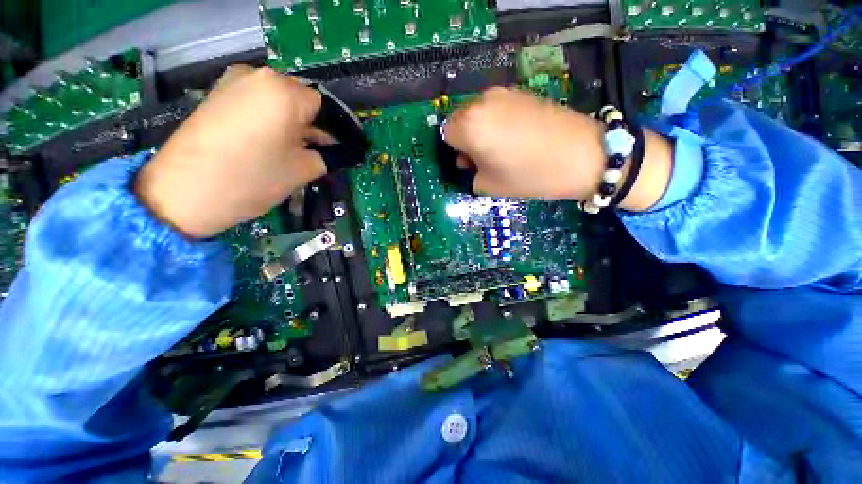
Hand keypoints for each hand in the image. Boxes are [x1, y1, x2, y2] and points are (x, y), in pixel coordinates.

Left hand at [135, 66, 333, 238]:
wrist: (184, 192)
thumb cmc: (253, 178)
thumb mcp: (303, 170)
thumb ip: (328, 156)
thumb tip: (339, 152)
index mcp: (285, 92)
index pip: (324, 106)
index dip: (334, 130)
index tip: (338, 150)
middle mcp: (260, 76)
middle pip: (300, 100)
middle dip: (313, 127)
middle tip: (318, 154)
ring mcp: (233, 82)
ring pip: (278, 102)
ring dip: (292, 125)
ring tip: (293, 153)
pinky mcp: (217, 94)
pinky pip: (257, 103)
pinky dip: (270, 121)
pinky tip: (269, 145)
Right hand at [443, 87, 672, 210]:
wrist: (583, 155)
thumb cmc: (530, 175)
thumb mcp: (490, 185)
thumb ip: (470, 174)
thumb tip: (469, 163)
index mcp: (470, 126)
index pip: (447, 135)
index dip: (456, 151)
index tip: (469, 163)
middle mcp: (482, 103)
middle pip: (460, 120)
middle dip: (466, 138)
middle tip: (483, 158)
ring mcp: (503, 94)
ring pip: (478, 112)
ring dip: (481, 129)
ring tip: (501, 148)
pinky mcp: (522, 92)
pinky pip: (496, 107)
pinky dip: (497, 121)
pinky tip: (516, 136)